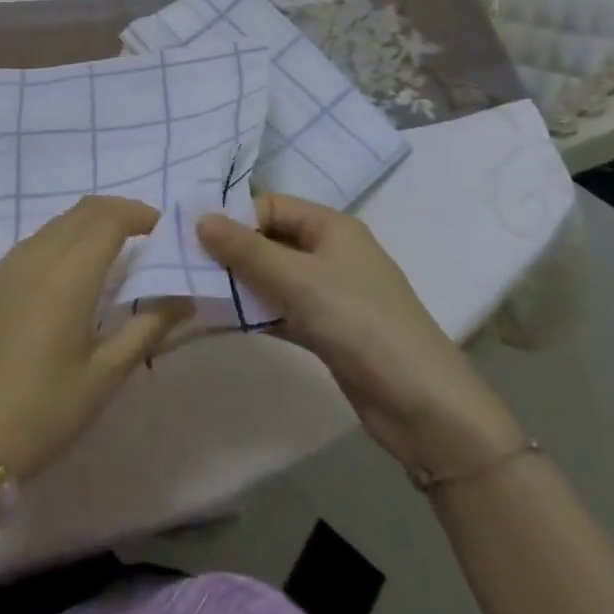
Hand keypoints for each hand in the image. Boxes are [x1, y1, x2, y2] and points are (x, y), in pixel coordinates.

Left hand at [0, 195, 187, 479]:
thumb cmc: (44, 410)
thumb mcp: (105, 376)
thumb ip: (147, 329)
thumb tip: (184, 299)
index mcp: (69, 274)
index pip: (110, 219)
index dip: (139, 214)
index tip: (163, 229)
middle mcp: (38, 256)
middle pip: (83, 211)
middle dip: (118, 212)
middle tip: (145, 235)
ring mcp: (9, 266)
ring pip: (57, 223)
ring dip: (89, 223)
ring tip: (113, 251)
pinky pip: (35, 241)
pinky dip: (63, 238)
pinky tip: (71, 272)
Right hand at [197, 193, 521, 475]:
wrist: (425, 408)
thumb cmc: (361, 324)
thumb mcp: (298, 280)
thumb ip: (246, 250)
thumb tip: (200, 217)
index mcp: (331, 226)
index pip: (270, 206)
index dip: (234, 218)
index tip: (195, 239)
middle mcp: (330, 252)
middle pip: (270, 240)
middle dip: (232, 252)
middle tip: (188, 266)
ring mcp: (329, 293)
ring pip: (273, 277)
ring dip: (240, 284)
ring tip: (196, 293)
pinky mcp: (327, 329)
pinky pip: (281, 310)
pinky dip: (256, 313)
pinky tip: (223, 322)